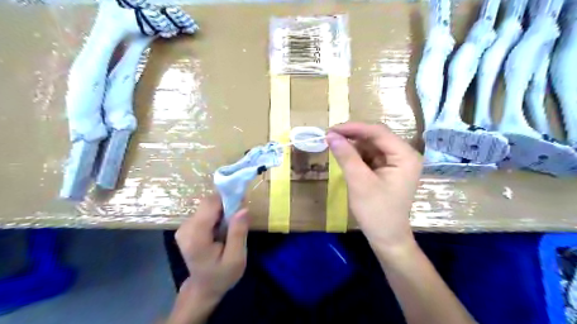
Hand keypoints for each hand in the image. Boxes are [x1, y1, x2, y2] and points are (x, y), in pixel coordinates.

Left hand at [174, 192, 248, 300]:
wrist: (203, 287)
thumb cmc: (222, 275)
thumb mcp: (236, 258)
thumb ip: (238, 233)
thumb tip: (243, 208)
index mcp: (196, 237)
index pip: (210, 204)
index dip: (227, 199)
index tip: (242, 204)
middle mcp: (185, 228)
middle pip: (208, 203)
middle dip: (226, 205)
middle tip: (239, 218)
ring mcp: (184, 227)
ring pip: (207, 205)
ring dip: (222, 210)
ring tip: (230, 226)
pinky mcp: (186, 226)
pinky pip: (204, 211)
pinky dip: (216, 214)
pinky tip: (222, 228)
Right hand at [325, 123, 422, 258]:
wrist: (386, 238)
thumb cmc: (376, 212)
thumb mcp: (359, 181)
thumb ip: (346, 156)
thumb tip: (330, 135)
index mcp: (405, 156)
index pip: (378, 132)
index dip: (353, 128)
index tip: (331, 129)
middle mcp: (404, 155)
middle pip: (376, 137)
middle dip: (352, 136)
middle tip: (330, 136)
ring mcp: (396, 163)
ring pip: (371, 146)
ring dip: (353, 145)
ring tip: (334, 145)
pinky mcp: (388, 170)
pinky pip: (371, 156)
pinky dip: (356, 155)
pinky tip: (344, 156)